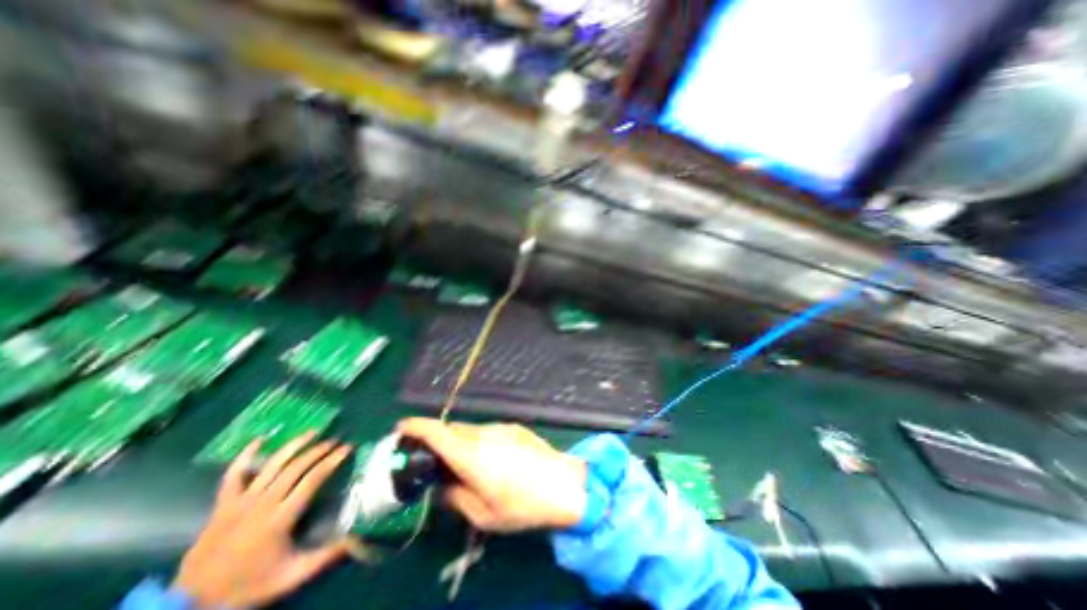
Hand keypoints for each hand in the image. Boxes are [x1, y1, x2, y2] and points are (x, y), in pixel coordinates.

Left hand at [171, 434, 355, 608]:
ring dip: (294, 445)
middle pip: (296, 467)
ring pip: (272, 464)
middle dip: (319, 450)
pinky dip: (245, 455)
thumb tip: (357, 538)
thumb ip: (325, 557)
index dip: (333, 460)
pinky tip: (259, 440)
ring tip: (313, 432)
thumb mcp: (290, 576)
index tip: (348, 448)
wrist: (192, 603)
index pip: (313, 479)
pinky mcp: (223, 504)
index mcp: (280, 518)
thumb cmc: (248, 586)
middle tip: (336, 440)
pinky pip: (233, 474)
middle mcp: (263, 503)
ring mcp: (240, 501)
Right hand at [398, 419, 584, 532]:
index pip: (437, 432)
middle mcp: (483, 433)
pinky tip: (490, 461)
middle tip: (434, 462)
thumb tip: (439, 488)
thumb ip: (455, 497)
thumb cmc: (521, 504)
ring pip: (470, 430)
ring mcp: (500, 427)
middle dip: (437, 440)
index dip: (416, 426)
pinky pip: (487, 431)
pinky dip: (478, 441)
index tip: (400, 428)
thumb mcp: (482, 513)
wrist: (563, 484)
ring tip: (465, 466)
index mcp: (470, 454)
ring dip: (460, 442)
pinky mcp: (513, 427)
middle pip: (452, 429)